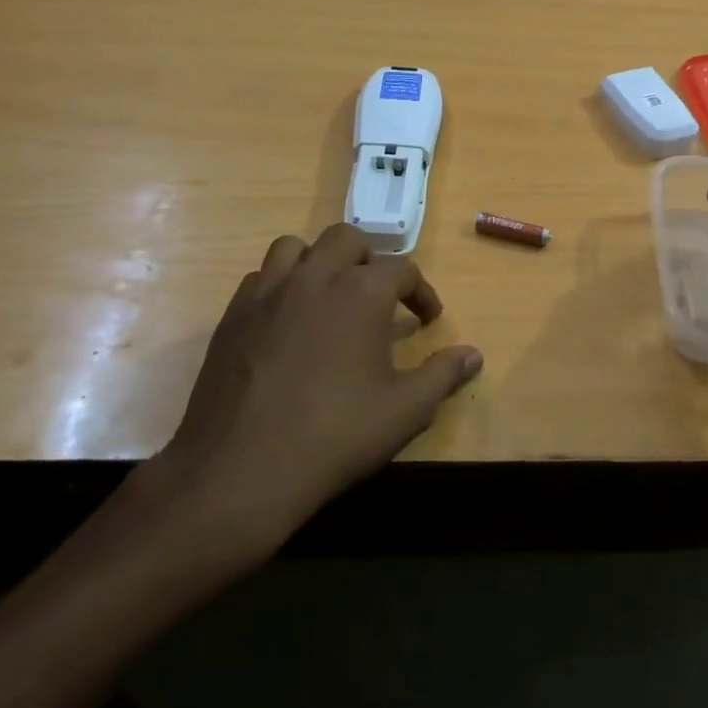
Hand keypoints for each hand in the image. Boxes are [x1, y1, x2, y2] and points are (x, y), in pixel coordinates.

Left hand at [139, 224, 482, 554]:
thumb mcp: (405, 411)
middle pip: (346, 239)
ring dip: (319, 261)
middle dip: (370, 260)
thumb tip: (474, 355)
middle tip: (379, 297)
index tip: (428, 319)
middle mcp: (314, 277)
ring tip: (329, 296)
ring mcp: (267, 292)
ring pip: (296, 247)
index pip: (402, 269)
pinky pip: (260, 277)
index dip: (421, 291)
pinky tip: (287, 322)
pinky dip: (281, 285)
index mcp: (361, 293)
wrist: (242, 468)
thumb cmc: (335, 436)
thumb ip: (443, 375)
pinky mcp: (233, 314)